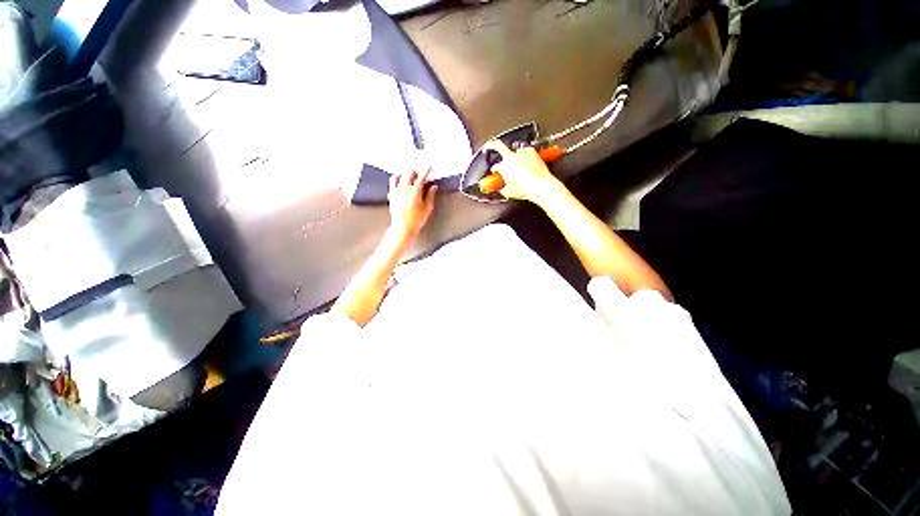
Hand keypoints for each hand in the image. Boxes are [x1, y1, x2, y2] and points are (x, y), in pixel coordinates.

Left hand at [388, 169, 436, 243]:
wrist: (403, 227)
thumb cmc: (415, 220)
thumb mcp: (427, 208)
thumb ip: (430, 195)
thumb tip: (433, 187)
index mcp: (415, 191)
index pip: (421, 177)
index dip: (426, 171)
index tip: (429, 169)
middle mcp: (405, 189)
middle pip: (410, 173)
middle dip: (416, 171)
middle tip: (420, 173)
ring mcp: (397, 191)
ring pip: (400, 175)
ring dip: (406, 174)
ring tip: (410, 175)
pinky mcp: (392, 194)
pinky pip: (393, 181)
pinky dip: (397, 178)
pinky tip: (400, 180)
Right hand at [483, 140, 561, 203]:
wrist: (541, 186)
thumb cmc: (525, 189)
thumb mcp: (509, 192)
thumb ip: (502, 189)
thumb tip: (501, 189)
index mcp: (504, 166)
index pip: (495, 166)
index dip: (494, 170)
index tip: (495, 171)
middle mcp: (511, 156)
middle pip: (497, 145)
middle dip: (491, 145)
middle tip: (489, 147)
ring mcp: (522, 152)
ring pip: (514, 151)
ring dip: (514, 156)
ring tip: (517, 163)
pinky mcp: (532, 151)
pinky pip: (526, 151)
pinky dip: (525, 155)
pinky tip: (526, 162)